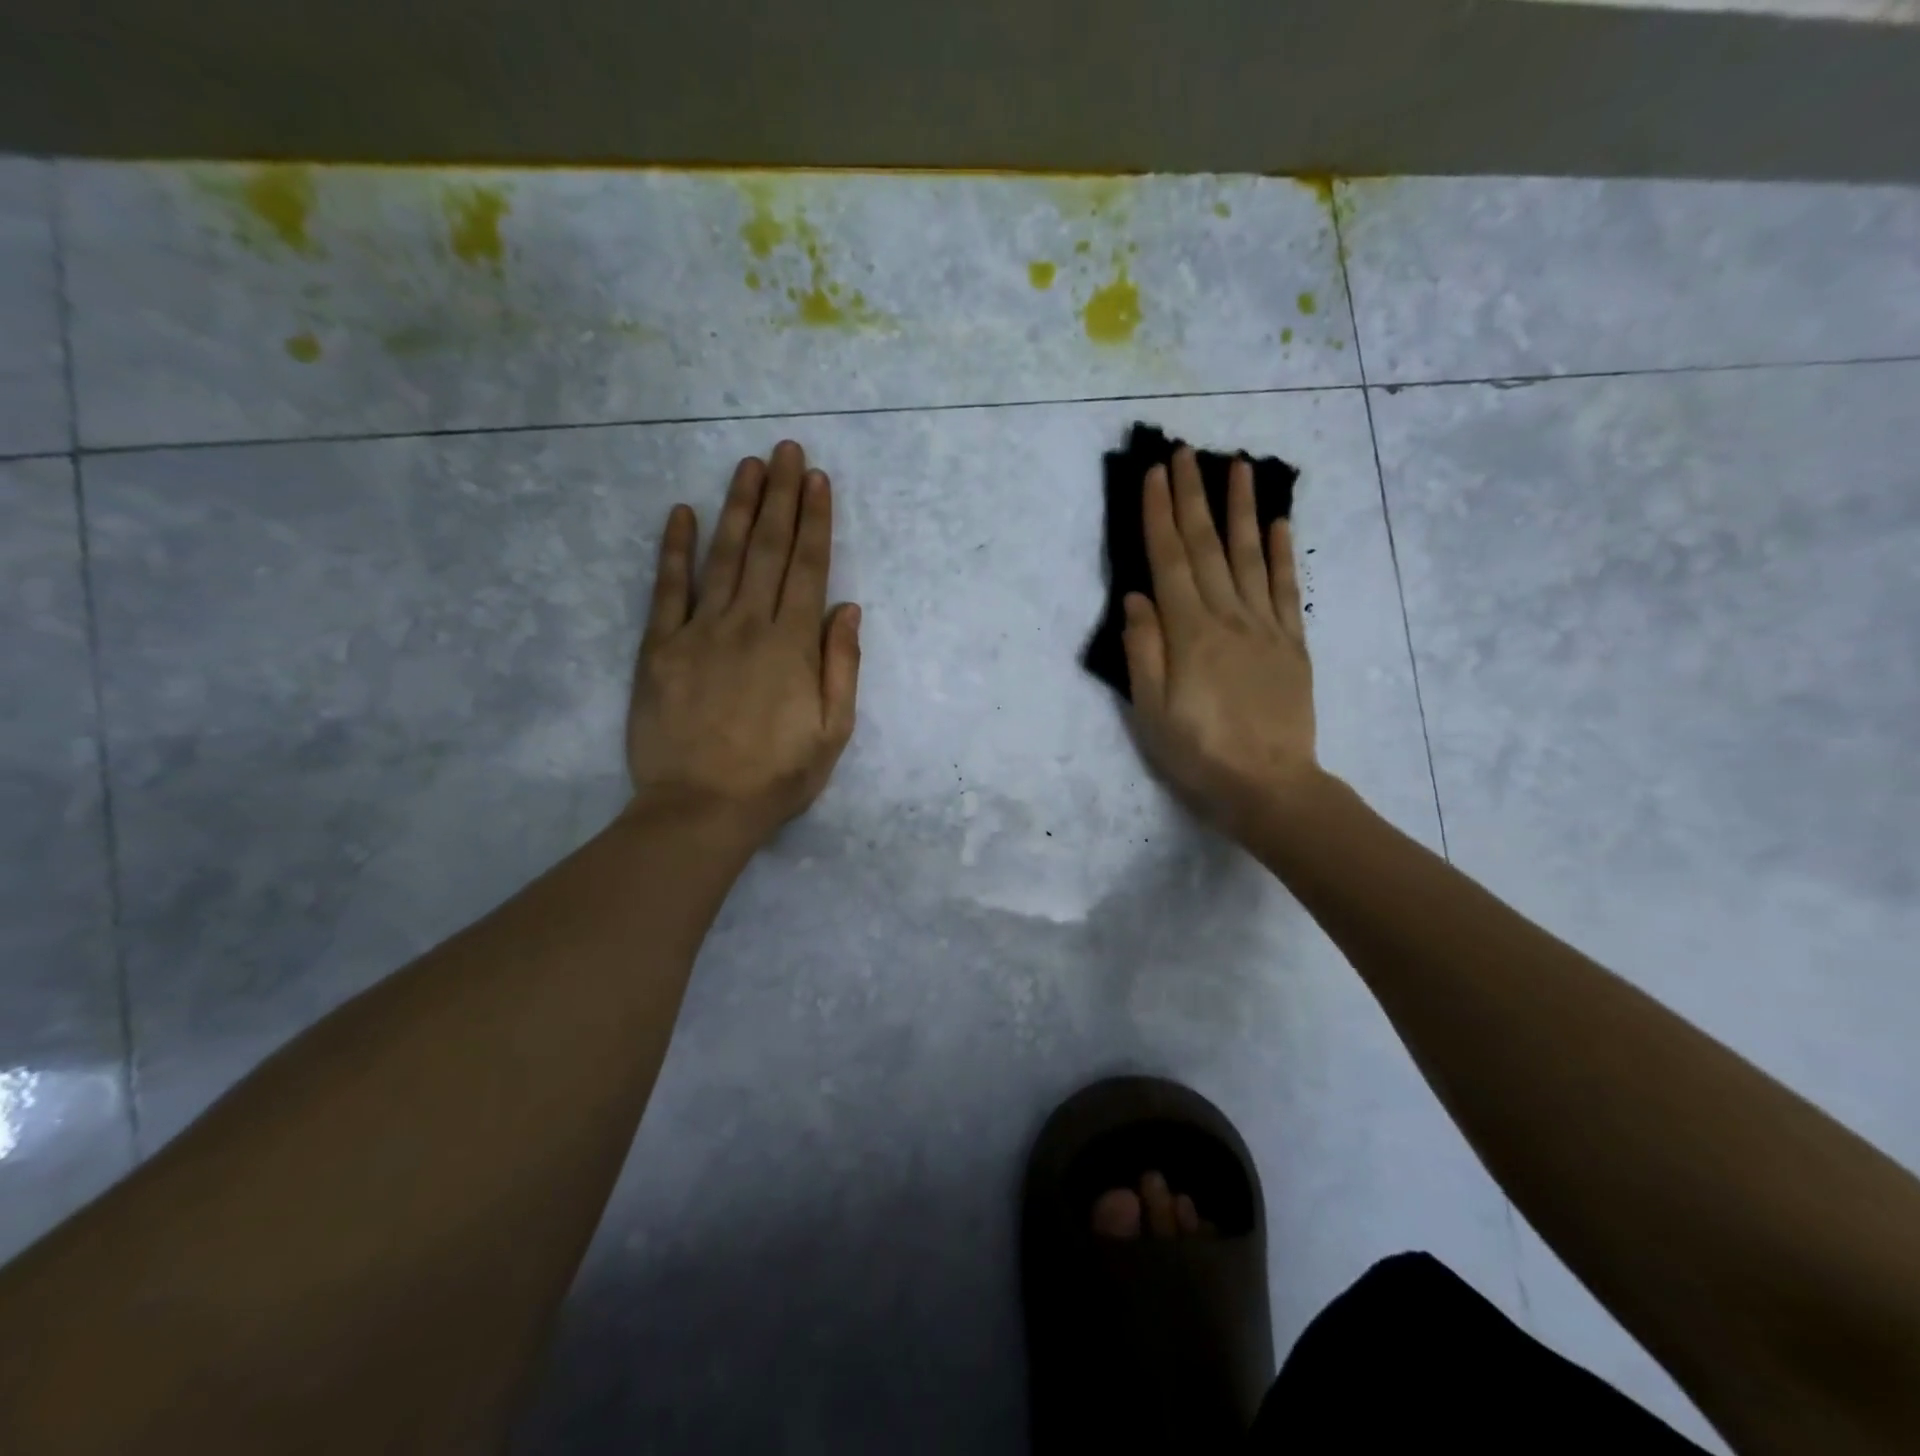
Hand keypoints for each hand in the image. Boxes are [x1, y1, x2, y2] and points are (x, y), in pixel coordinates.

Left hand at [626, 441, 860, 844]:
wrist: (700, 809)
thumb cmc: (776, 777)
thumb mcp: (832, 732)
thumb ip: (842, 666)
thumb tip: (848, 608)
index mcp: (793, 646)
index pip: (808, 569)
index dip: (815, 521)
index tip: (819, 481)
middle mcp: (748, 625)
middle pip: (769, 550)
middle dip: (782, 497)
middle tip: (787, 450)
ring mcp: (699, 632)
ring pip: (723, 557)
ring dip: (738, 508)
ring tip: (749, 466)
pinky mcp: (659, 648)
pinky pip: (667, 589)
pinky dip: (674, 549)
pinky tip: (681, 513)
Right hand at [1121, 447, 1319, 838]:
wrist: (1270, 788)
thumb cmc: (1199, 755)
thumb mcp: (1151, 712)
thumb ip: (1143, 651)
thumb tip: (1137, 597)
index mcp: (1189, 633)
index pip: (1170, 561)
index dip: (1160, 515)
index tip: (1155, 474)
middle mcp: (1228, 618)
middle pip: (1208, 547)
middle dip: (1193, 496)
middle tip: (1186, 452)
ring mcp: (1265, 628)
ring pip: (1251, 555)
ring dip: (1241, 508)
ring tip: (1237, 465)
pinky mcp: (1292, 644)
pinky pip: (1287, 589)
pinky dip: (1282, 552)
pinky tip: (1279, 522)